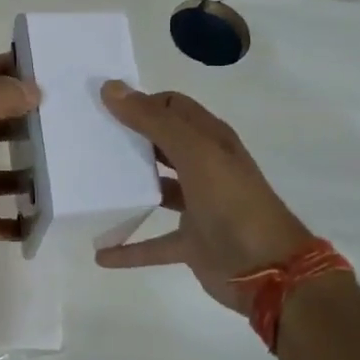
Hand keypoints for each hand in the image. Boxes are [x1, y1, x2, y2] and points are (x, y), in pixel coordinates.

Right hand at [97, 81, 311, 312]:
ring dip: (129, 187)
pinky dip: (129, 248)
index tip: (103, 108)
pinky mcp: (191, 243)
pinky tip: (102, 254)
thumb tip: (111, 88)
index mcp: (210, 140)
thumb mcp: (195, 153)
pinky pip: (152, 243)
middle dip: (130, 139)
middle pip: (162, 144)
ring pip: (157, 189)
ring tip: (92, 184)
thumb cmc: (233, 203)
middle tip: (89, 138)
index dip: (142, 102)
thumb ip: (154, 121)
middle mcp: (205, 167)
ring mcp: (199, 206)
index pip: (172, 107)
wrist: (269, 271)